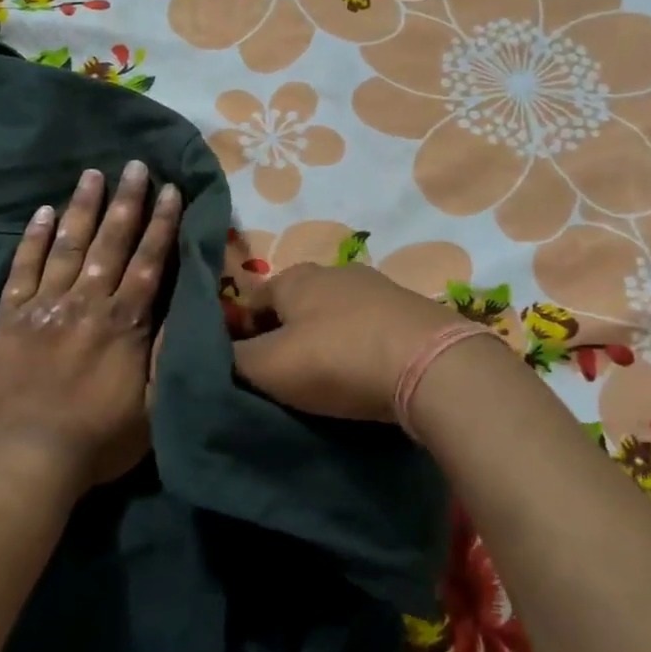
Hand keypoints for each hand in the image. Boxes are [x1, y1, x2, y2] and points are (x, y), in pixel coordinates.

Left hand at [0, 162, 180, 492]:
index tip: (169, 190)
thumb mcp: (152, 408)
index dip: (160, 224)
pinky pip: (22, 269)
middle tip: (135, 165)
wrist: (27, 459)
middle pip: (110, 243)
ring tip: (94, 174)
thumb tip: (181, 311)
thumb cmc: (99, 442)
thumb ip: (165, 356)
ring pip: (67, 246)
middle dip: (126, 202)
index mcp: (124, 325)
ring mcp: (44, 307)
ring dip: (83, 208)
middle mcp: (86, 304)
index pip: (148, 262)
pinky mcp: (9, 319)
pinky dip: (33, 239)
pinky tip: (43, 212)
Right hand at [230, 262, 461, 420]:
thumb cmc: (338, 360)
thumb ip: (233, 361)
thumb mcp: (269, 367)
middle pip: (295, 307)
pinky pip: (370, 328)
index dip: (241, 335)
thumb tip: (217, 356)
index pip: (251, 302)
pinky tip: (366, 374)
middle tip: (286, 378)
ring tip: (329, 380)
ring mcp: (378, 287)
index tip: (246, 370)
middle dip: (285, 337)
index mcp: (293, 277)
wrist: (433, 366)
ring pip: (335, 316)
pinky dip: (361, 347)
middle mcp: (334, 271)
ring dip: (326, 342)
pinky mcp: (412, 310)